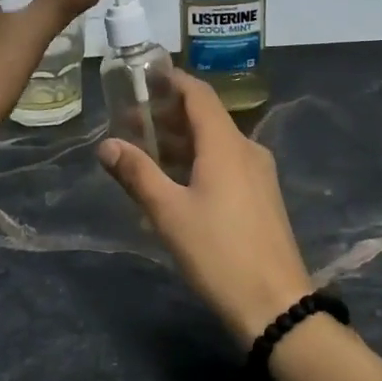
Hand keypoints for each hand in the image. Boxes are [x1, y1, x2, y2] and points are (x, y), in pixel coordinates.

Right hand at [98, 71, 314, 342]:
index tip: (143, 76)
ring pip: (217, 142)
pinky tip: (176, 181)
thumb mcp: (169, 213)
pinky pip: (226, 163)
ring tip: (146, 149)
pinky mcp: (261, 197)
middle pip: (207, 117)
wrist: (275, 304)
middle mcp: (247, 149)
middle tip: (131, 119)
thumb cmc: (218, 252)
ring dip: (182, 140)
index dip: (172, 80)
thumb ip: (137, 174)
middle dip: (169, 114)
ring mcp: (259, 174)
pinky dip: (198, 160)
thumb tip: (106, 144)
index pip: (199, 94)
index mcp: (226, 144)